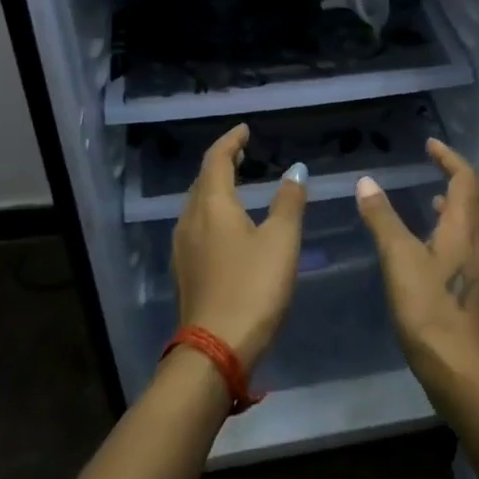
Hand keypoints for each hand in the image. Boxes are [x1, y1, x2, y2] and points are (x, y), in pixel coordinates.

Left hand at [171, 124, 307, 373]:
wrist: (214, 349)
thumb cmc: (253, 288)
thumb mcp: (281, 241)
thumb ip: (289, 202)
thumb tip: (296, 170)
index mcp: (212, 205)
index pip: (216, 159)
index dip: (231, 141)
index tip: (245, 129)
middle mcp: (190, 220)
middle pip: (202, 180)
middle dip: (222, 162)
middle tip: (243, 153)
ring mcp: (182, 247)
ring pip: (197, 204)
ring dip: (216, 187)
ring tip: (237, 183)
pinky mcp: (185, 271)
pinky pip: (197, 226)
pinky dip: (212, 211)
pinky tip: (227, 225)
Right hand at [356, 139, 478, 404]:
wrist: (464, 371)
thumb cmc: (430, 311)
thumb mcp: (399, 260)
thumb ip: (382, 219)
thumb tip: (367, 182)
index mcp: (466, 227)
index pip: (465, 178)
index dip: (449, 157)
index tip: (430, 145)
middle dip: (459, 177)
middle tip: (435, 168)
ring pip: (478, 222)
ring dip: (459, 204)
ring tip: (432, 201)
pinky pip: (474, 243)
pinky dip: (457, 230)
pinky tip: (435, 247)